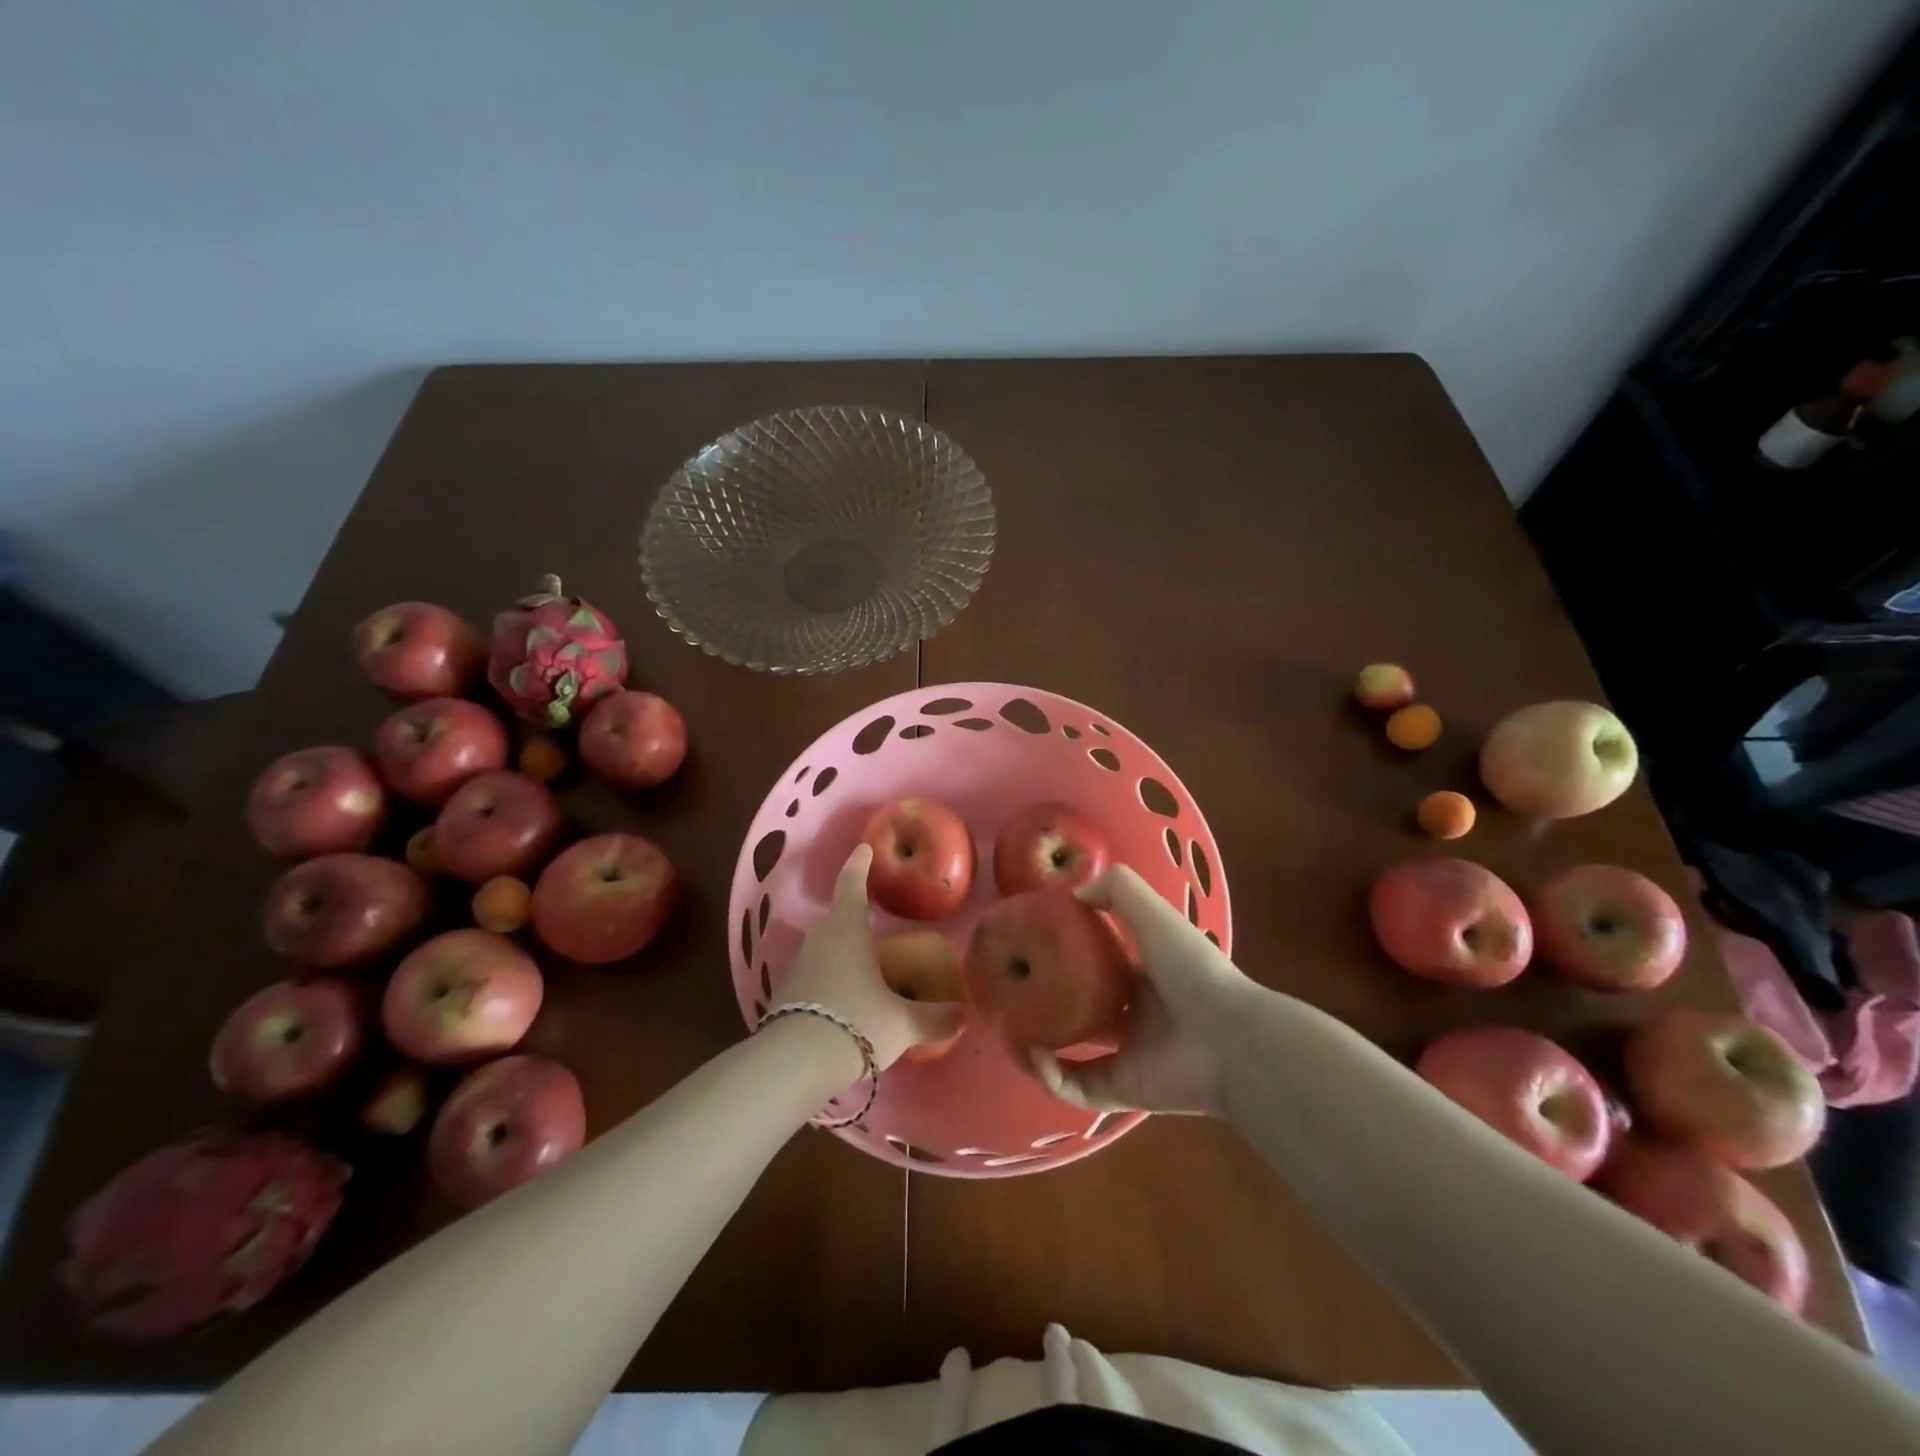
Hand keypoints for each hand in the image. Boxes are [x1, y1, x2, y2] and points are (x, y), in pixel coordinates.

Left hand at [775, 845, 965, 1069]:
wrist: (794, 1064)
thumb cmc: (856, 1023)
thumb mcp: (903, 1023)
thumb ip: (936, 1017)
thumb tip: (963, 1014)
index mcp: (847, 930)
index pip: (852, 885)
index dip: (859, 865)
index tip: (863, 849)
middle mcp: (820, 940)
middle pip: (838, 919)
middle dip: (856, 917)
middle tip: (878, 923)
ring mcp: (798, 967)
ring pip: (826, 949)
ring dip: (844, 952)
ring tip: (867, 968)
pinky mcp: (787, 996)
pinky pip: (816, 975)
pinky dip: (832, 979)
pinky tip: (847, 1001)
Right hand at [1032, 865, 1258, 1116]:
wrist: (1231, 1039)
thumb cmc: (1192, 970)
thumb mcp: (1154, 914)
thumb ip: (1118, 890)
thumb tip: (1073, 894)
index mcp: (1144, 976)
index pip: (1100, 966)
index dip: (1069, 957)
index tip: (1035, 946)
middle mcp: (1134, 1016)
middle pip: (1082, 1009)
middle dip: (1049, 1003)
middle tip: (1015, 993)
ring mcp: (1128, 1056)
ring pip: (1074, 1053)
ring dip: (1042, 1044)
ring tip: (1012, 1028)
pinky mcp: (1123, 1091)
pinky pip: (1077, 1088)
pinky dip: (1052, 1077)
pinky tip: (1034, 1057)